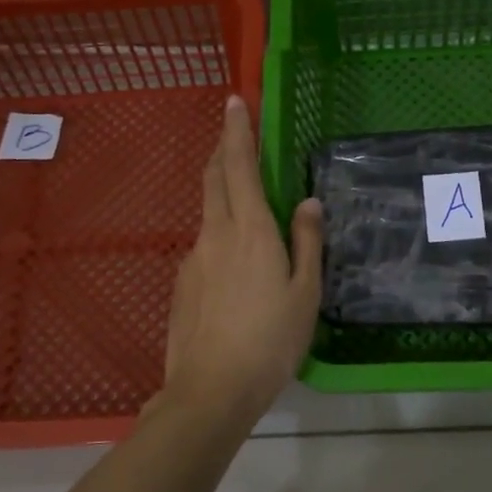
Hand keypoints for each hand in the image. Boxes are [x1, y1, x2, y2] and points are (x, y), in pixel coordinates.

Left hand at [157, 96, 322, 424]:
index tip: (233, 101)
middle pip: (214, 179)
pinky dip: (220, 234)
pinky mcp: (183, 284)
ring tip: (245, 203)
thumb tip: (308, 202)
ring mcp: (193, 259)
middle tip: (234, 135)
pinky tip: (236, 267)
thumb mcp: (305, 293)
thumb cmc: (270, 341)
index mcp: (250, 231)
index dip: (236, 131)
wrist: (210, 391)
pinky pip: (204, 245)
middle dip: (223, 150)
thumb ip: (307, 242)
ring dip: (221, 192)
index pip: (238, 166)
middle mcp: (215, 234)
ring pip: (208, 212)